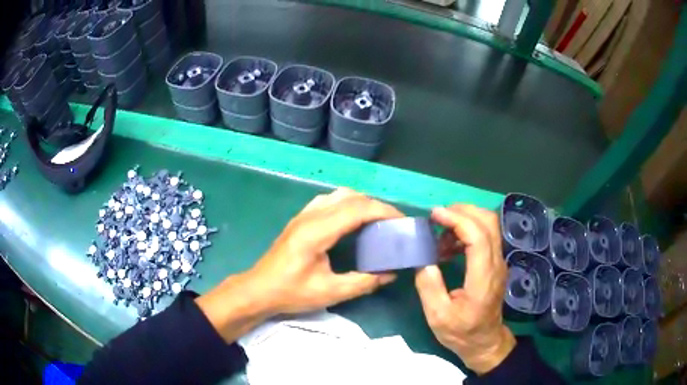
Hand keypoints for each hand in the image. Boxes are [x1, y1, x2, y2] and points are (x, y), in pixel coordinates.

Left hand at [197, 188, 402, 342]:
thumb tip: (391, 274)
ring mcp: (303, 215)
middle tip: (393, 223)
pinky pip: (328, 201)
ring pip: (339, 195)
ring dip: (361, 202)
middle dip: (376, 205)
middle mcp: (310, 216)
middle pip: (350, 196)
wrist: (259, 290)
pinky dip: (347, 204)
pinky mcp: (300, 219)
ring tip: (376, 221)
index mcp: (317, 232)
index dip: (383, 211)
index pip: (357, 209)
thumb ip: (363, 282)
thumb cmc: (291, 292)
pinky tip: (352, 221)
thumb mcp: (330, 292)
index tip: (402, 221)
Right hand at [415, 205, 515, 373]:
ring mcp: (498, 262)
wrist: (485, 342)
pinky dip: (467, 230)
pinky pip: (485, 235)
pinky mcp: (495, 263)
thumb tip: (422, 260)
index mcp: (483, 278)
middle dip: (462, 211)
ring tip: (440, 235)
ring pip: (489, 225)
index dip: (457, 220)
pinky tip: (449, 246)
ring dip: (465, 219)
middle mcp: (496, 264)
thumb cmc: (462, 332)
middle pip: (488, 222)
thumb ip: (429, 287)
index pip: (478, 236)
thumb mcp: (438, 316)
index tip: (435, 215)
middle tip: (437, 218)